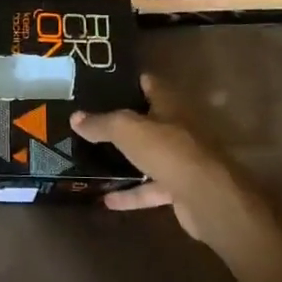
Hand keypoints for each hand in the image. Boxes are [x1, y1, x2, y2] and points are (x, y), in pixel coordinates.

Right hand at [70, 74, 274, 248]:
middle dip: (126, 122)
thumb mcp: (127, 130)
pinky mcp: (179, 189)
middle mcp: (177, 129)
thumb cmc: (168, 150)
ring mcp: (180, 160)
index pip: (151, 85)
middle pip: (150, 121)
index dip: (132, 81)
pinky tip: (107, 200)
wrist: (205, 196)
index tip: (108, 82)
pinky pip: (150, 189)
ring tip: (96, 160)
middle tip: (95, 121)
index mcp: (169, 106)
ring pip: (149, 156)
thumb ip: (102, 123)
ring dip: (127, 160)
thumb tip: (75, 117)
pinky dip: (131, 194)